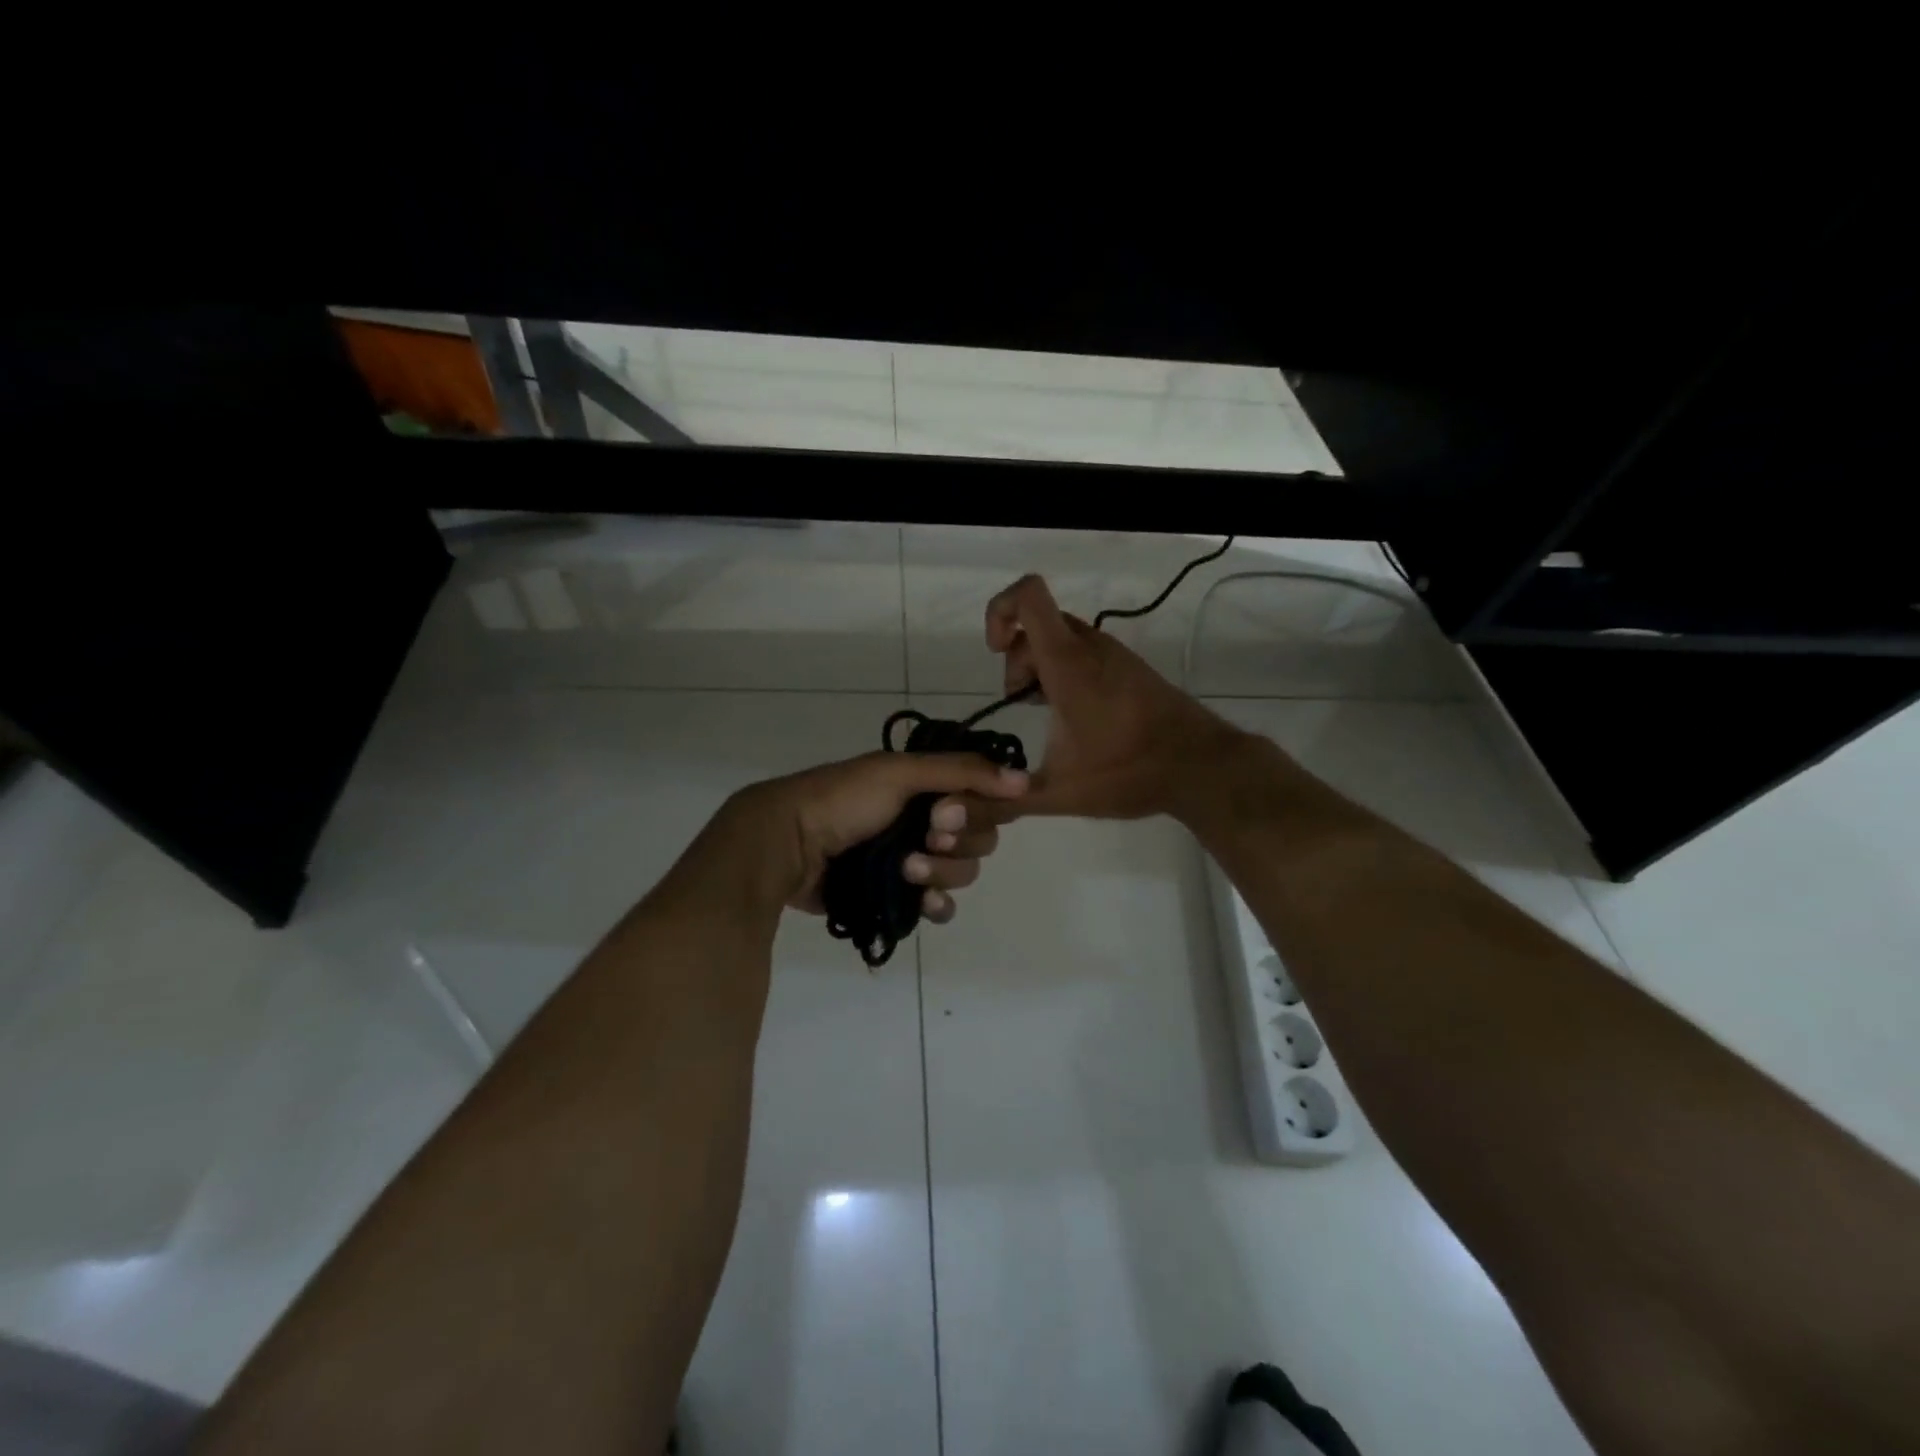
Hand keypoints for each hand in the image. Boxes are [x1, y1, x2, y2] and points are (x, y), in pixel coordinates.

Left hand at [739, 750, 1028, 921]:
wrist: (787, 843)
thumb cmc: (844, 799)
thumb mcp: (900, 772)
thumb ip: (963, 773)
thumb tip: (1025, 781)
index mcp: (929, 786)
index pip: (984, 800)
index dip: (978, 811)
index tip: (950, 813)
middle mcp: (927, 821)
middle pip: (980, 840)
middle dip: (957, 843)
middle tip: (928, 837)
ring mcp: (914, 860)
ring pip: (962, 874)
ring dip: (942, 873)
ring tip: (906, 869)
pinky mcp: (899, 895)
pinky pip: (939, 906)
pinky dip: (936, 904)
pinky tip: (921, 900)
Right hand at [984, 574, 1249, 819]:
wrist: (1200, 767)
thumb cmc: (1128, 771)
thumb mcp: (1059, 793)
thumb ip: (1007, 799)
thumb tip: (960, 812)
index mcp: (1067, 663)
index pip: (1027, 596)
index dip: (1000, 611)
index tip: (996, 652)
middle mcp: (1090, 647)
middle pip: (1037, 622)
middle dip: (1016, 657)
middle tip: (1021, 701)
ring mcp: (1113, 654)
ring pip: (1061, 637)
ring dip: (1040, 666)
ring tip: (1045, 712)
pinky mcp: (1129, 667)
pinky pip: (1084, 651)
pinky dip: (1065, 671)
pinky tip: (1072, 716)